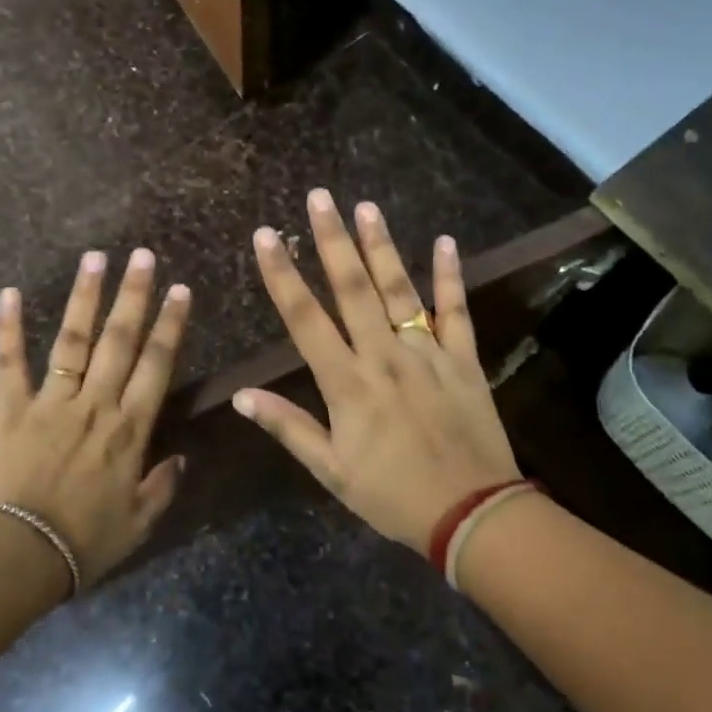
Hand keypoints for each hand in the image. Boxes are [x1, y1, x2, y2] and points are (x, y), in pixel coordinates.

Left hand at [0, 249, 191, 583]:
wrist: (15, 558)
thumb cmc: (82, 544)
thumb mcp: (138, 524)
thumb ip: (162, 487)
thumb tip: (181, 457)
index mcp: (129, 429)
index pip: (157, 365)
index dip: (171, 325)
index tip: (180, 290)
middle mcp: (95, 404)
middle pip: (119, 340)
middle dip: (133, 295)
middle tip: (141, 256)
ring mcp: (51, 402)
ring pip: (73, 340)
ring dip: (84, 297)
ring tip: (94, 258)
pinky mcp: (11, 409)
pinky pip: (10, 363)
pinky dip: (9, 328)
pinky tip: (10, 293)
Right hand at [233, 189, 520, 554]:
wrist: (470, 513)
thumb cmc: (392, 495)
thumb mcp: (331, 470)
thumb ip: (288, 427)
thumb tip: (241, 396)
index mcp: (347, 383)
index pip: (305, 319)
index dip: (282, 276)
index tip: (264, 237)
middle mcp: (384, 356)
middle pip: (353, 289)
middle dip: (332, 241)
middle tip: (319, 198)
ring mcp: (427, 353)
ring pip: (400, 290)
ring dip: (381, 247)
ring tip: (366, 207)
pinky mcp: (464, 359)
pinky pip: (456, 311)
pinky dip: (451, 276)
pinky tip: (445, 242)